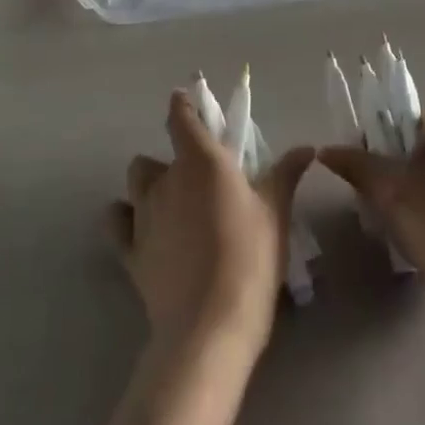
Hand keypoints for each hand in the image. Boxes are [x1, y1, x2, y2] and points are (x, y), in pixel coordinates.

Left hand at [111, 90, 312, 356]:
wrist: (210, 325)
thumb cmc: (250, 258)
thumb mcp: (275, 213)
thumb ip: (286, 174)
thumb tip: (306, 147)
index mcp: (201, 161)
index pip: (181, 119)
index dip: (181, 106)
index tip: (183, 99)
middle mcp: (166, 180)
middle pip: (154, 157)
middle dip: (169, 162)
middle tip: (197, 182)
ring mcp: (142, 215)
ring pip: (135, 184)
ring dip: (148, 186)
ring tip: (171, 204)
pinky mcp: (130, 251)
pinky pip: (118, 223)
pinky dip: (125, 219)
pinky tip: (142, 230)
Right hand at [319, 112, 424, 279]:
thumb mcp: (385, 187)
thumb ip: (356, 163)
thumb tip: (326, 151)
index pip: (411, 121)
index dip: (384, 138)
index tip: (368, 164)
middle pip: (424, 149)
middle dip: (397, 167)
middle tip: (375, 191)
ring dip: (412, 191)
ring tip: (392, 217)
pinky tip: (417, 235)